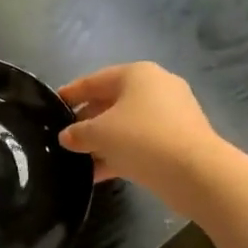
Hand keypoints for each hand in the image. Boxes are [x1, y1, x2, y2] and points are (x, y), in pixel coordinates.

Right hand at [58, 62, 227, 195]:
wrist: (194, 172)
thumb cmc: (140, 138)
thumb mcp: (98, 133)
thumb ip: (77, 133)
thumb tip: (66, 137)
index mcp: (136, 74)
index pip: (94, 80)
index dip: (71, 93)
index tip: (52, 105)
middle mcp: (156, 87)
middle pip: (111, 102)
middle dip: (87, 120)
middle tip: (65, 136)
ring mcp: (171, 114)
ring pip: (126, 124)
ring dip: (102, 141)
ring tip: (78, 158)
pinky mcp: (179, 139)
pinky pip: (141, 142)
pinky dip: (120, 154)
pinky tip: (99, 173)